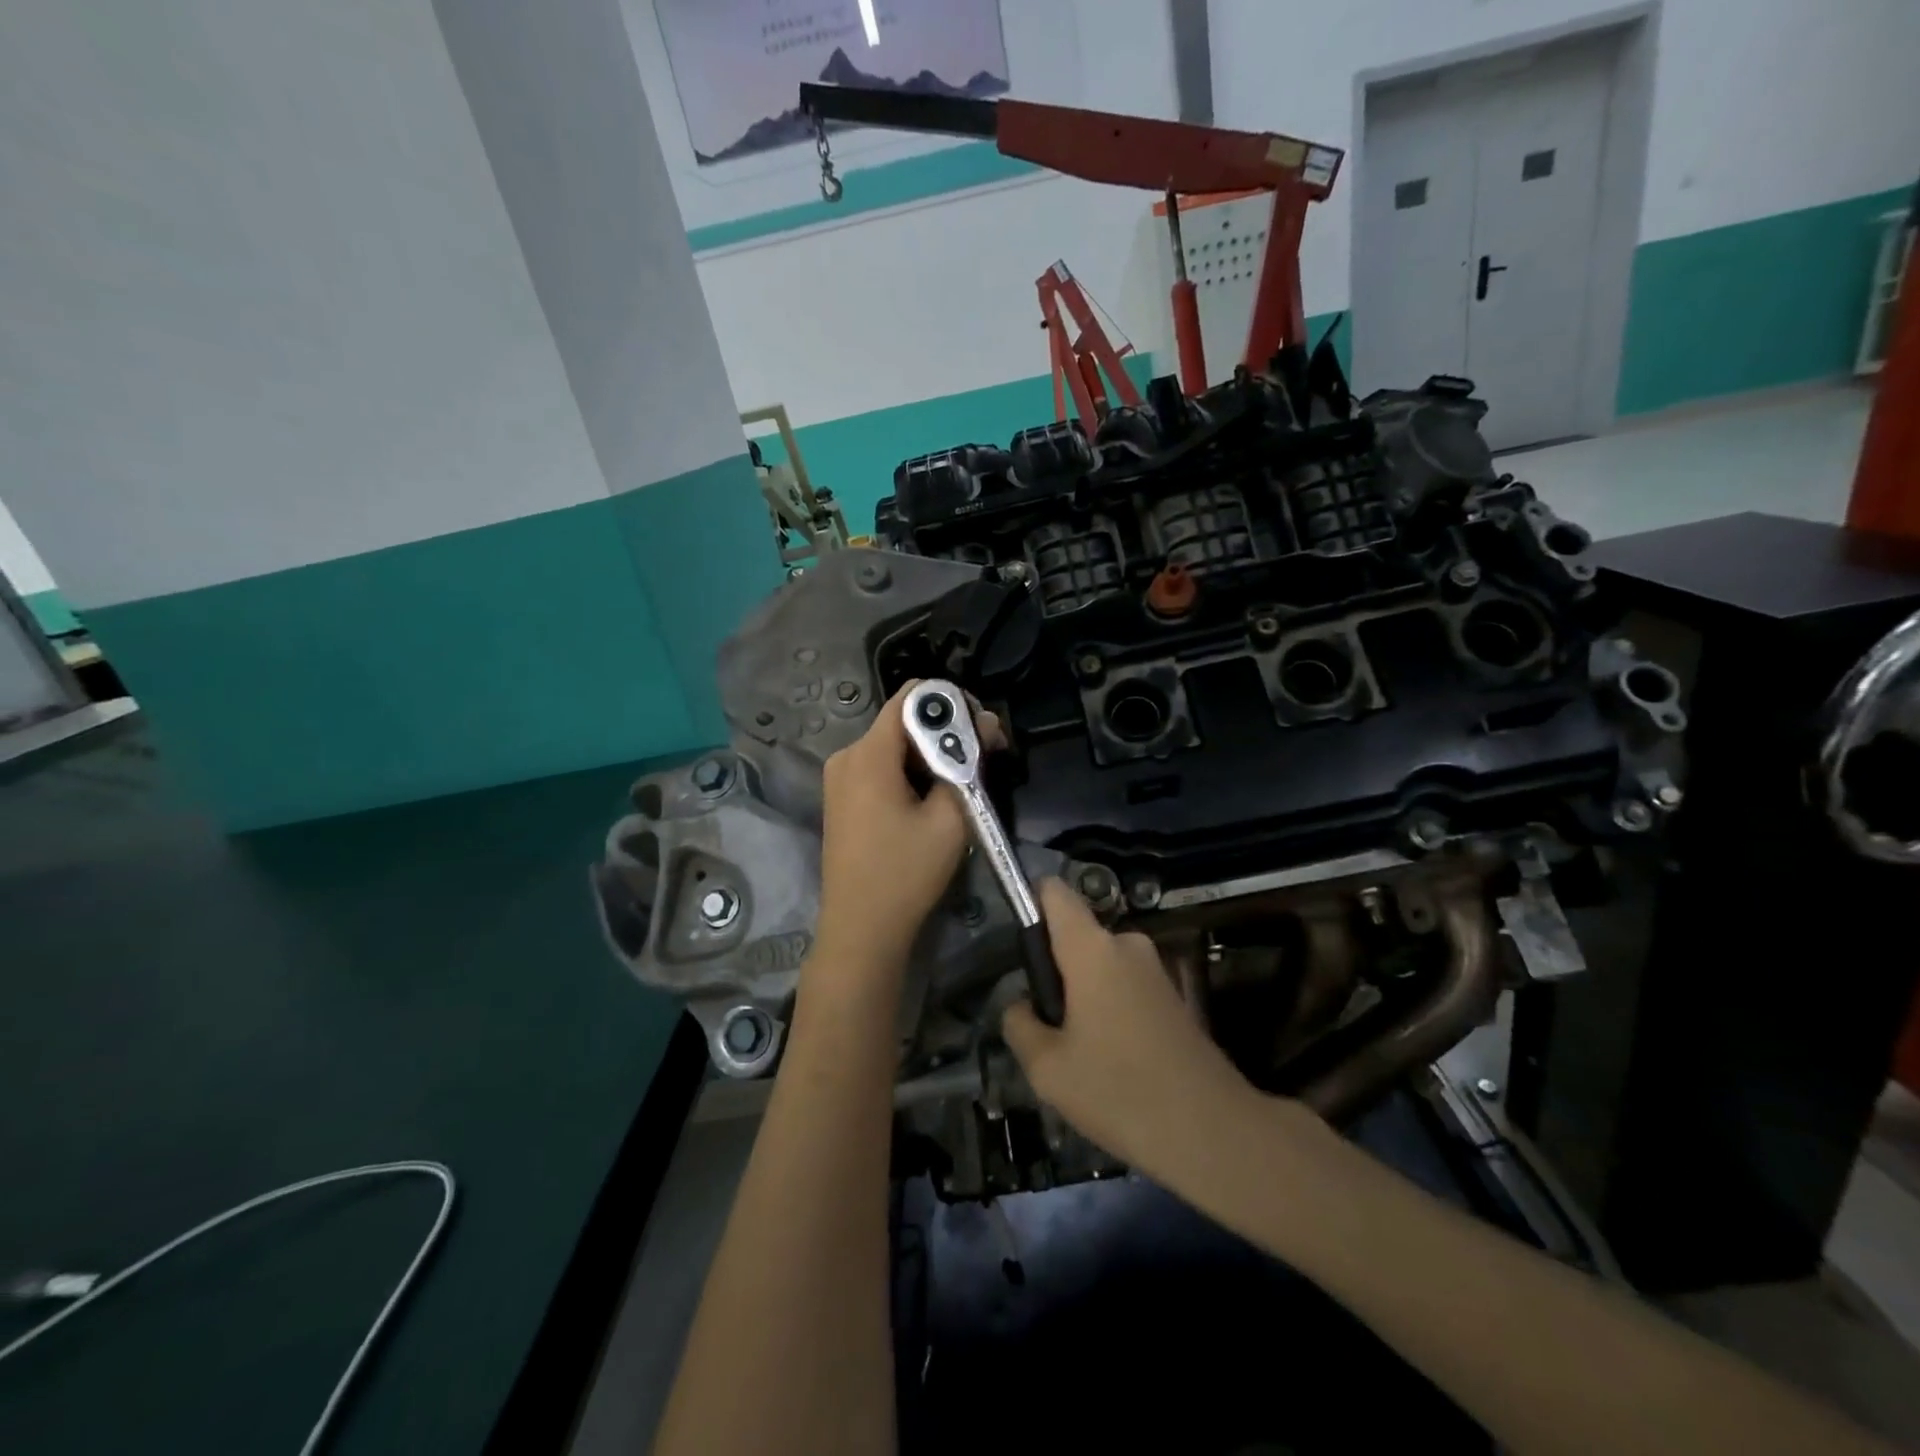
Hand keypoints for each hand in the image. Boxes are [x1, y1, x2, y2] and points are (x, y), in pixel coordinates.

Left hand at [814, 682, 1003, 982]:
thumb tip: (986, 723)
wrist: (861, 930)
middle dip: (948, 732)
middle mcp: (847, 755)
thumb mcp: (951, 818)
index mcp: (869, 753)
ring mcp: (839, 777)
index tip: (983, 729)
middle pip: (904, 720)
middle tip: (987, 758)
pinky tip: (935, 797)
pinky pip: (882, 767)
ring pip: (895, 744)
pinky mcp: (841, 798)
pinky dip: (912, 771)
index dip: (953, 703)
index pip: (913, 696)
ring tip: (966, 783)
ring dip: (932, 754)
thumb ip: (969, 762)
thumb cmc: (907, 874)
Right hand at [1002, 881, 1263, 1179]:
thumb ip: (1020, 1025)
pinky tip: (1115, 1062)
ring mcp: (1155, 969)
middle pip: (1076, 936)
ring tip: (1081, 1055)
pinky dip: (1111, 1011)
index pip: (1054, 892)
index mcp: (1092, 948)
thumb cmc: (1119, 1091)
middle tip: (1050, 1028)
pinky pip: (1124, 986)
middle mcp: (1126, 944)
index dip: (1031, 905)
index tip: (1021, 952)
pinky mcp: (1174, 996)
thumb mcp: (1047, 1068)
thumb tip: (1023, 1006)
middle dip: (1056, 972)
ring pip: (1099, 966)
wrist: (1212, 1132)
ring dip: (1083, 997)